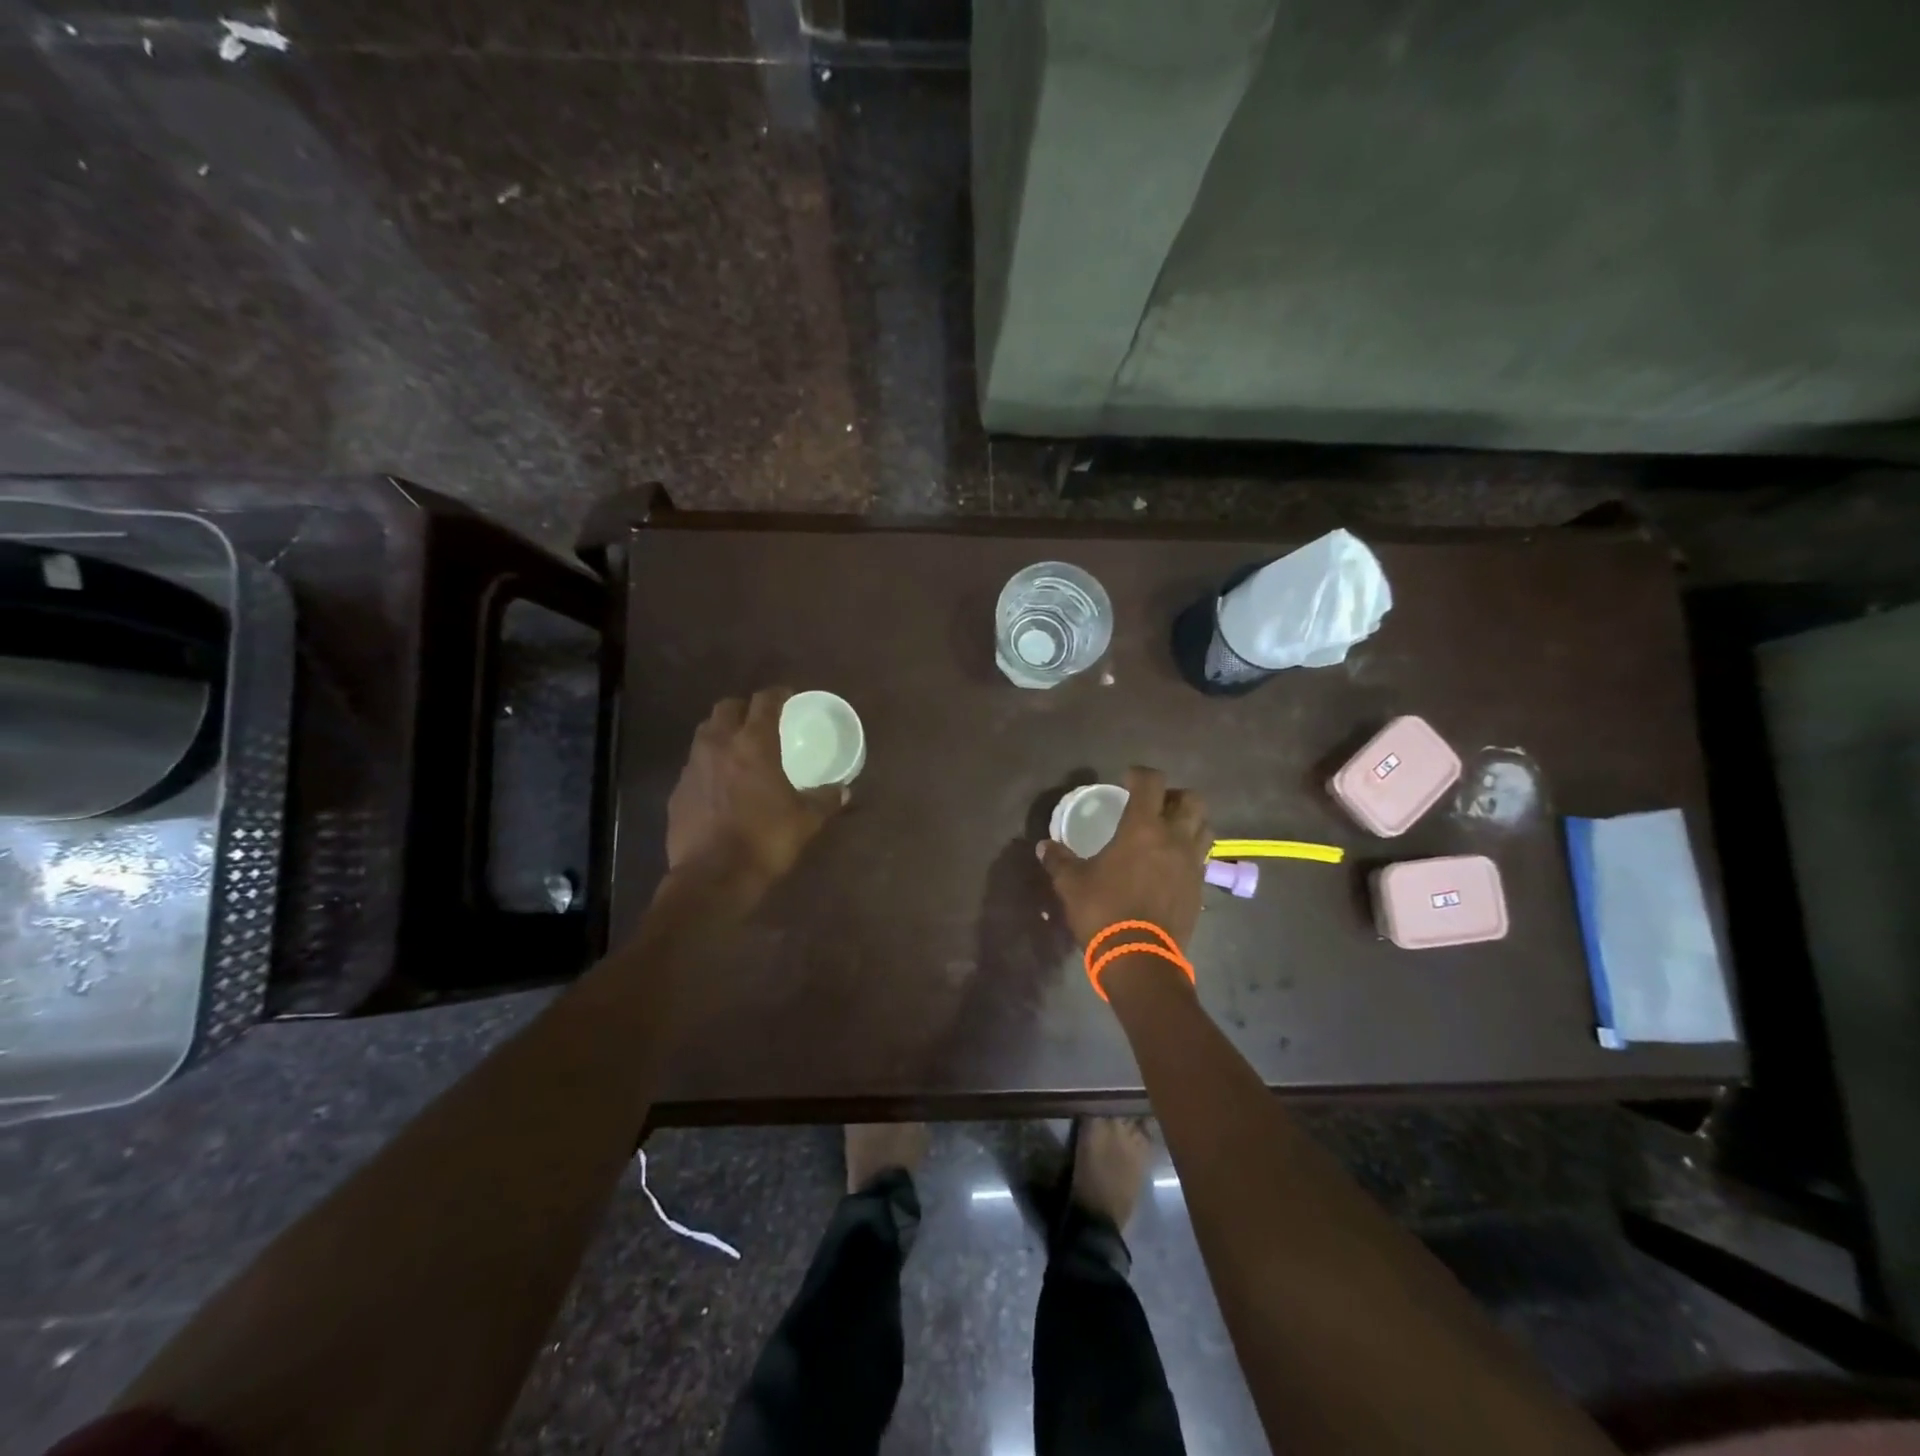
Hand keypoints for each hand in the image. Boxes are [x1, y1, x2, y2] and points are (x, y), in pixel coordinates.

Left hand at [666, 688, 846, 891]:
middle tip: (760, 720)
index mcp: (754, 744)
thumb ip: (824, 800)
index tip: (787, 695)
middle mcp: (719, 745)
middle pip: (727, 708)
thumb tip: (844, 791)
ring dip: (722, 733)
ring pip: (705, 733)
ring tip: (738, 749)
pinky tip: (720, 785)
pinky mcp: (677, 791)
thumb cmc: (765, 840)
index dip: (777, 694)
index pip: (764, 702)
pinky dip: (708, 765)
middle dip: (744, 708)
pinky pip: (694, 765)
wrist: (712, 877)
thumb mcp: (805, 821)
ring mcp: (692, 767)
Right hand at [1038, 767, 1211, 947]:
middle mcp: (1174, 838)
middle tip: (1154, 805)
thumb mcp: (1071, 884)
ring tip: (1168, 832)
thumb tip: (1044, 846)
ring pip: (1204, 827)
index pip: (1151, 783)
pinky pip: (1202, 857)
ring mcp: (1192, 863)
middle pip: (1192, 800)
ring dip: (1189, 822)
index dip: (1140, 774)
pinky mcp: (1200, 887)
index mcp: (1143, 828)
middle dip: (1174, 795)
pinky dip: (1190, 851)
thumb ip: (1059, 861)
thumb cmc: (1104, 911)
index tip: (1126, 779)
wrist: (1141, 959)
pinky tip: (1171, 864)